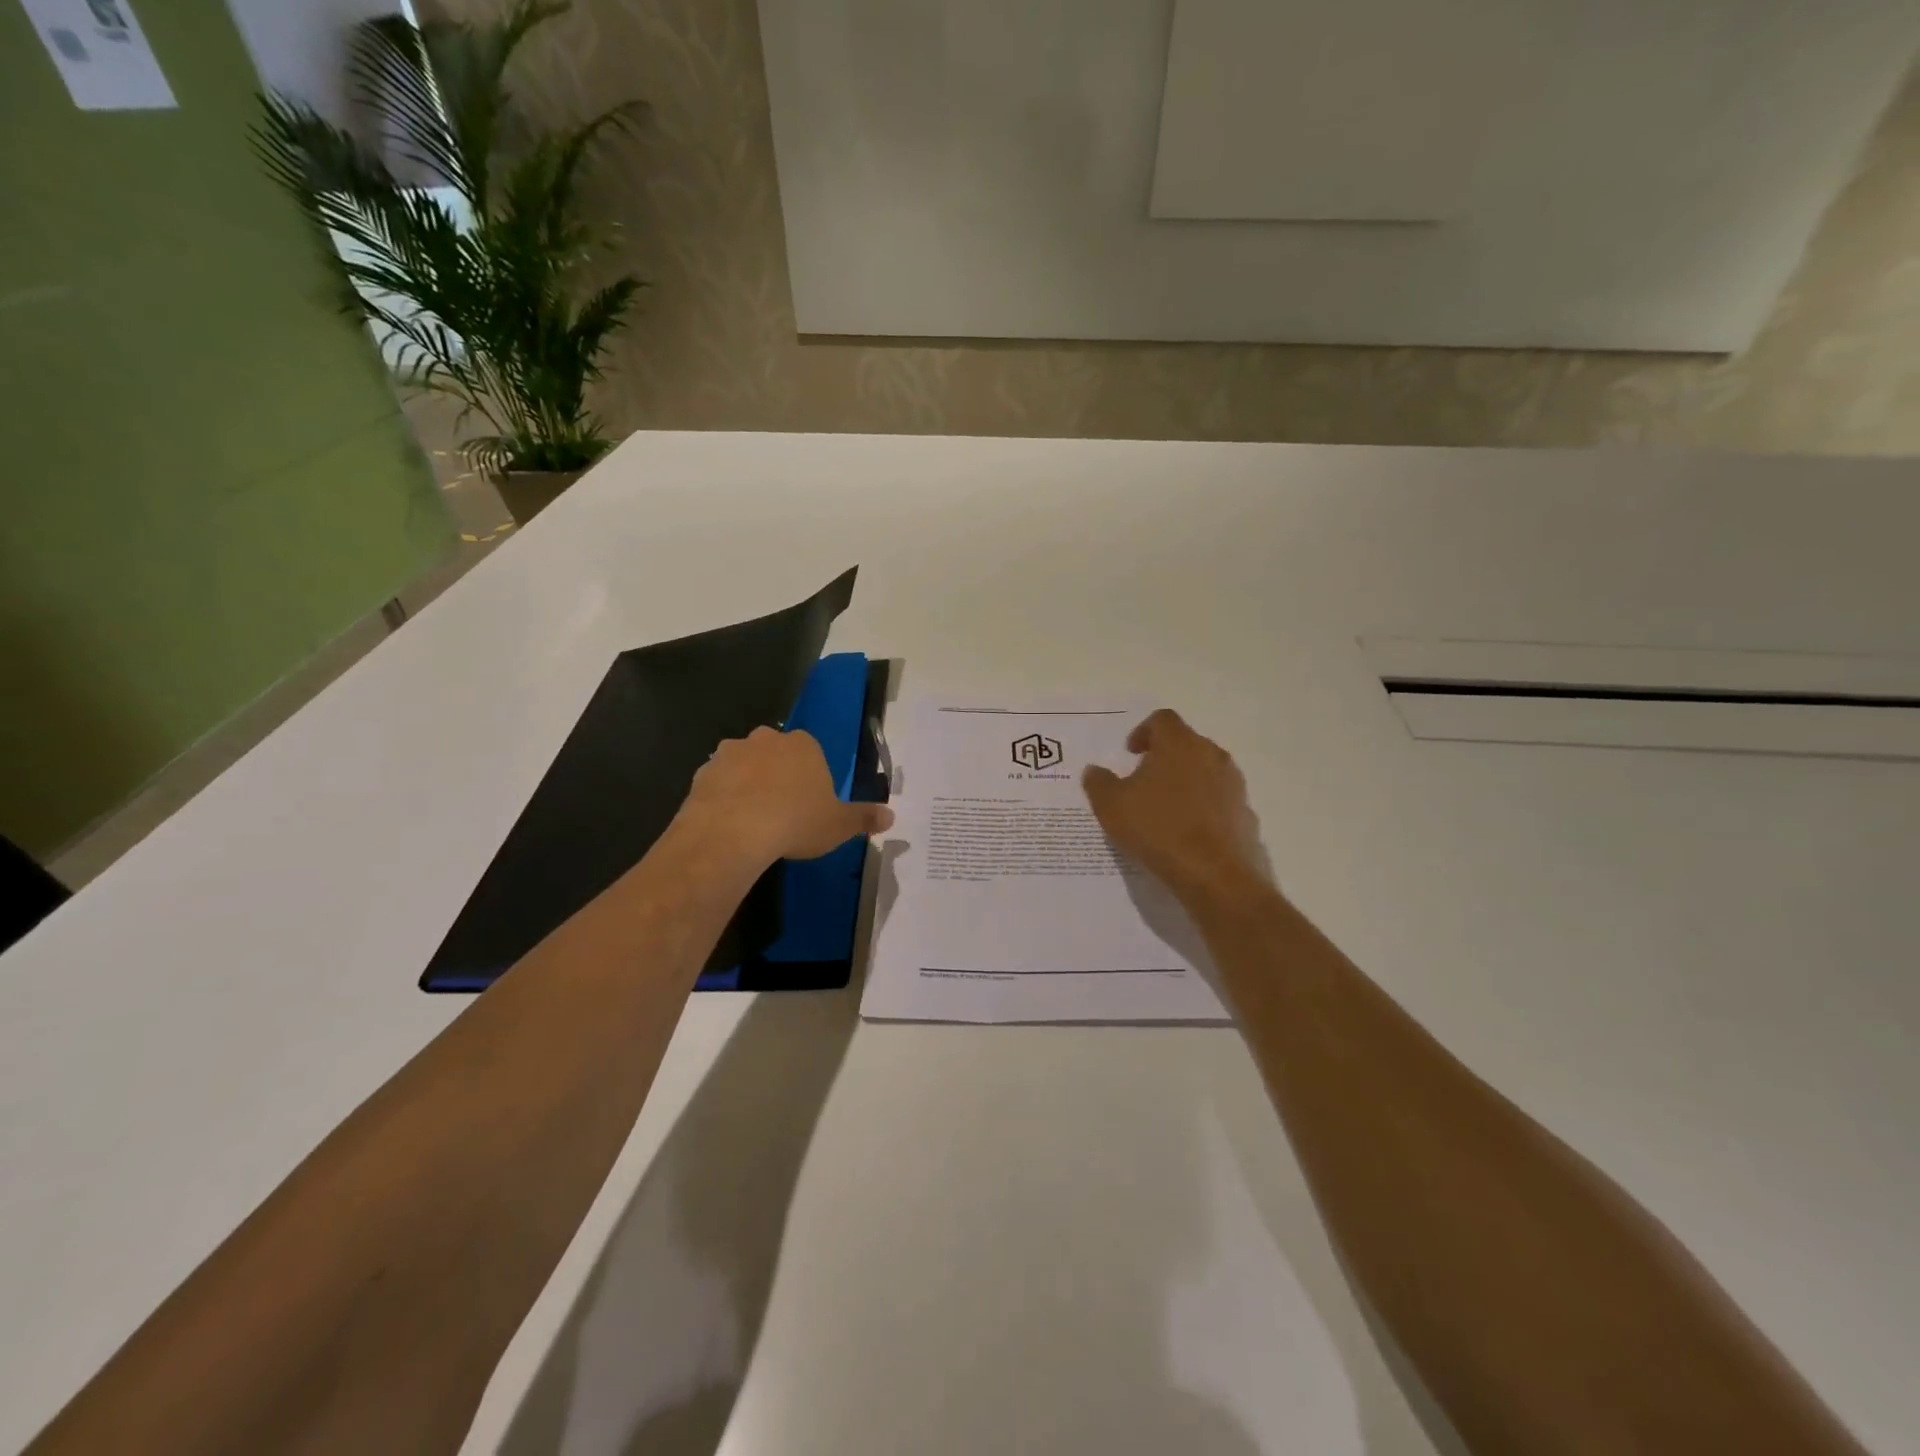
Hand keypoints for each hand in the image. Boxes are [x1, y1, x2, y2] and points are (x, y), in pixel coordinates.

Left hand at [679, 726, 893, 870]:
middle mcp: (766, 739)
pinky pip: (718, 782)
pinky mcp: (702, 772)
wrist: (733, 832)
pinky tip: (729, 823)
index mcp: (804, 745)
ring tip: (753, 819)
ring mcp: (730, 753)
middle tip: (782, 810)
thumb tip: (891, 816)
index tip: (809, 804)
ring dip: (748, 783)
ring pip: (744, 765)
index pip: (811, 752)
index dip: (811, 777)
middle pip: (776, 753)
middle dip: (778, 774)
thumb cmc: (795, 822)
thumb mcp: (839, 825)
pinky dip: (723, 797)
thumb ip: (864, 818)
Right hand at [1083, 709, 1268, 907]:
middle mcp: (1211, 754)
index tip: (1131, 753)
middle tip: (1143, 781)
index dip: (1143, 731)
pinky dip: (1202, 807)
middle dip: (1164, 757)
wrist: (1214, 874)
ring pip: (1205, 771)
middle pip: (1186, 743)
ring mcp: (1233, 783)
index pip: (1162, 719)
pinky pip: (1219, 800)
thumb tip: (1094, 771)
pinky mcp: (1244, 811)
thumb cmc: (1158, 829)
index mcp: (1179, 744)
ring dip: (1185, 781)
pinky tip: (1187, 832)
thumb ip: (1099, 783)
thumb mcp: (1111, 806)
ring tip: (1164, 809)